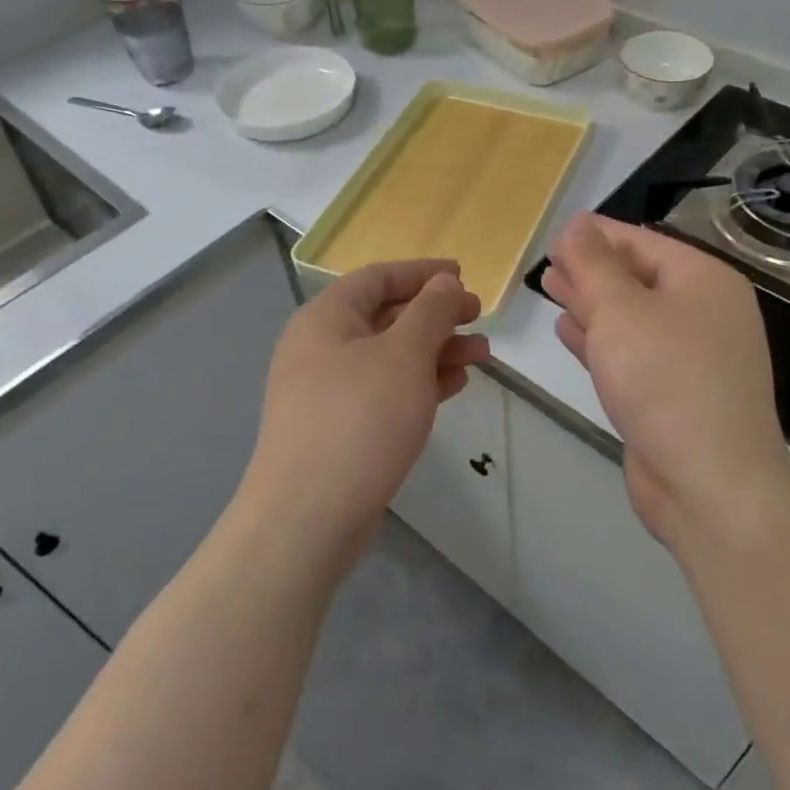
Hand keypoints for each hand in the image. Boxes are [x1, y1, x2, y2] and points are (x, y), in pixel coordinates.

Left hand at [243, 259, 488, 564]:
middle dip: (436, 315)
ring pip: (390, 356)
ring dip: (436, 350)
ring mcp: (327, 390)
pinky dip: (419, 382)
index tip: (462, 274)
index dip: (422, 272)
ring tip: (482, 355)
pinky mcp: (339, 426)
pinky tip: (454, 386)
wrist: (307, 517)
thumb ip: (430, 311)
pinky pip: (385, 390)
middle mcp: (321, 347)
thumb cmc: (359, 419)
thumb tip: (443, 281)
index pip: (377, 277)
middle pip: (386, 316)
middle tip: (478, 317)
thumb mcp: (404, 355)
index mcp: (326, 318)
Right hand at [543, 213, 789, 546]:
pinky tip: (567, 329)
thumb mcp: (621, 310)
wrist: (710, 484)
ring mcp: (692, 356)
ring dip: (590, 302)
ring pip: (631, 316)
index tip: (554, 234)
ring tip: (551, 286)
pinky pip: (631, 352)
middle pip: (637, 277)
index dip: (595, 235)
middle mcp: (704, 312)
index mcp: (704, 280)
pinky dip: (599, 339)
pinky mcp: (674, 393)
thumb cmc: (665, 381)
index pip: (641, 242)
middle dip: (590, 269)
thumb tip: (577, 223)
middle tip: (547, 261)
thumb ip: (593, 263)